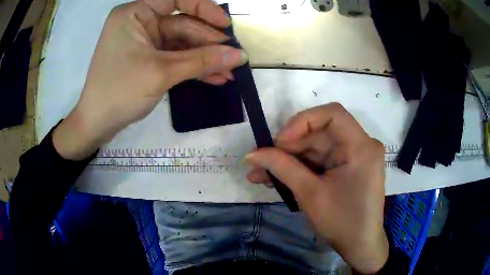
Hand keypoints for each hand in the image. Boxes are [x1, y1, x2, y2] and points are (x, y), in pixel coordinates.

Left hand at [53, 0, 246, 159]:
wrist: (96, 125)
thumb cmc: (119, 92)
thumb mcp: (161, 72)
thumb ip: (201, 60)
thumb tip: (239, 55)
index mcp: (135, 13)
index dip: (204, 9)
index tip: (225, 26)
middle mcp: (139, 22)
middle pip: (182, 25)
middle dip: (208, 43)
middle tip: (234, 58)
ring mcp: (143, 41)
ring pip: (181, 43)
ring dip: (204, 59)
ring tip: (229, 72)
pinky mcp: (146, 58)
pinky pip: (174, 57)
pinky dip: (192, 67)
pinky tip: (213, 78)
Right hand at [245, 103, 387, 273]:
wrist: (360, 245)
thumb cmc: (342, 222)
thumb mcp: (310, 194)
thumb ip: (282, 168)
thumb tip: (251, 154)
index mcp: (361, 147)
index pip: (332, 114)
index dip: (302, 121)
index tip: (279, 142)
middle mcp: (361, 145)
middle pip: (320, 133)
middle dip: (288, 147)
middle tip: (261, 162)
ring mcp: (354, 157)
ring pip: (316, 148)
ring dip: (289, 160)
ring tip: (260, 174)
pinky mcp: (347, 168)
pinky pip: (320, 161)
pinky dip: (300, 169)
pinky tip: (278, 179)